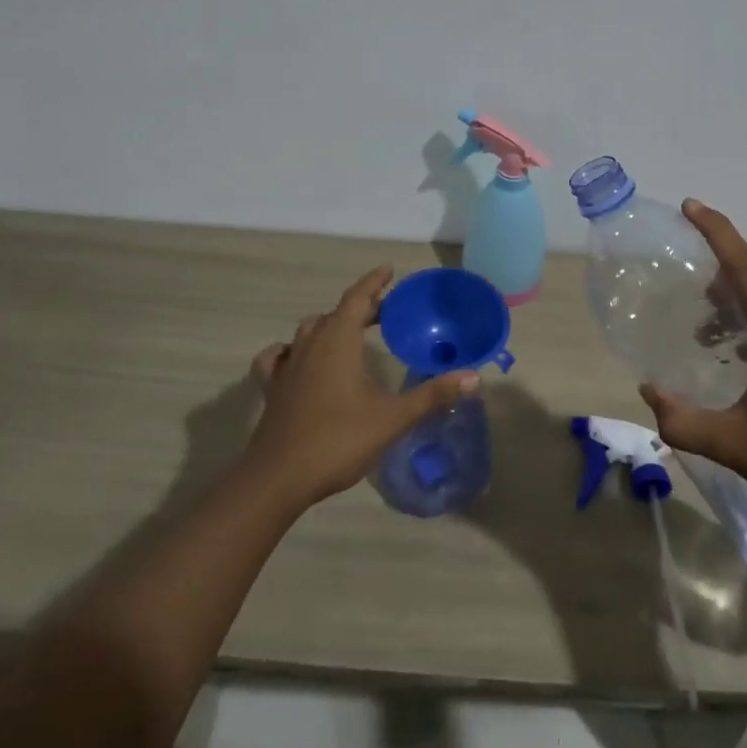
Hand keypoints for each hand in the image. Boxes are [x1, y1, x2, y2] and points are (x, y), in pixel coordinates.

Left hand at [246, 265, 478, 508]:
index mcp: (338, 341)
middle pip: (336, 312)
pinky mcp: (272, 388)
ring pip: (308, 331)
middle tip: (385, 311)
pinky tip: (298, 360)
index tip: (389, 270)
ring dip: (330, 325)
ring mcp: (287, 366)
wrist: (278, 478)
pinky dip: (291, 351)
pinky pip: (279, 357)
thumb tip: (473, 377)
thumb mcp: (392, 418)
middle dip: (361, 307)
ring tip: (349, 333)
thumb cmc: (338, 440)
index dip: (374, 282)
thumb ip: (432, 396)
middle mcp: (310, 344)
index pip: (357, 298)